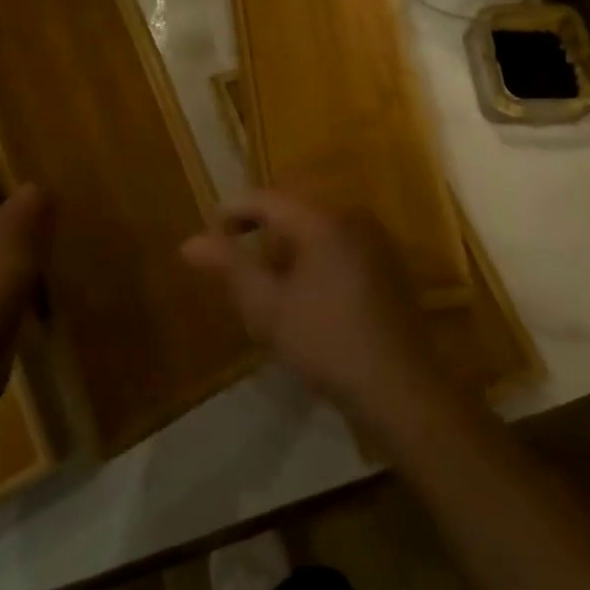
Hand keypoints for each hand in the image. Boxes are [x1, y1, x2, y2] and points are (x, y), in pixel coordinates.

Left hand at [0, 140, 49, 423]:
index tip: (47, 153)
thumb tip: (36, 192)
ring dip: (26, 232)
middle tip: (65, 192)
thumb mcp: (17, 228)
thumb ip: (34, 198)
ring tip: (65, 230)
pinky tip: (51, 271)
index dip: (8, 148)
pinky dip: (22, 267)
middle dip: (23, 192)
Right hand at [181, 191, 452, 438]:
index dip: (233, 212)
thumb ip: (229, 267)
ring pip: (317, 229)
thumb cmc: (326, 343)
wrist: (400, 390)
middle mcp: (352, 217)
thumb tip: (189, 241)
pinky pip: (340, 246)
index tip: (209, 236)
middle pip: (293, 210)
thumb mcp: (267, 307)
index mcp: (323, 220)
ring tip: (265, 283)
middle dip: (260, 232)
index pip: (267, 199)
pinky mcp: (388, 265)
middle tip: (234, 262)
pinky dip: (314, 258)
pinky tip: (305, 295)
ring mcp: (375, 241)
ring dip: (287, 248)